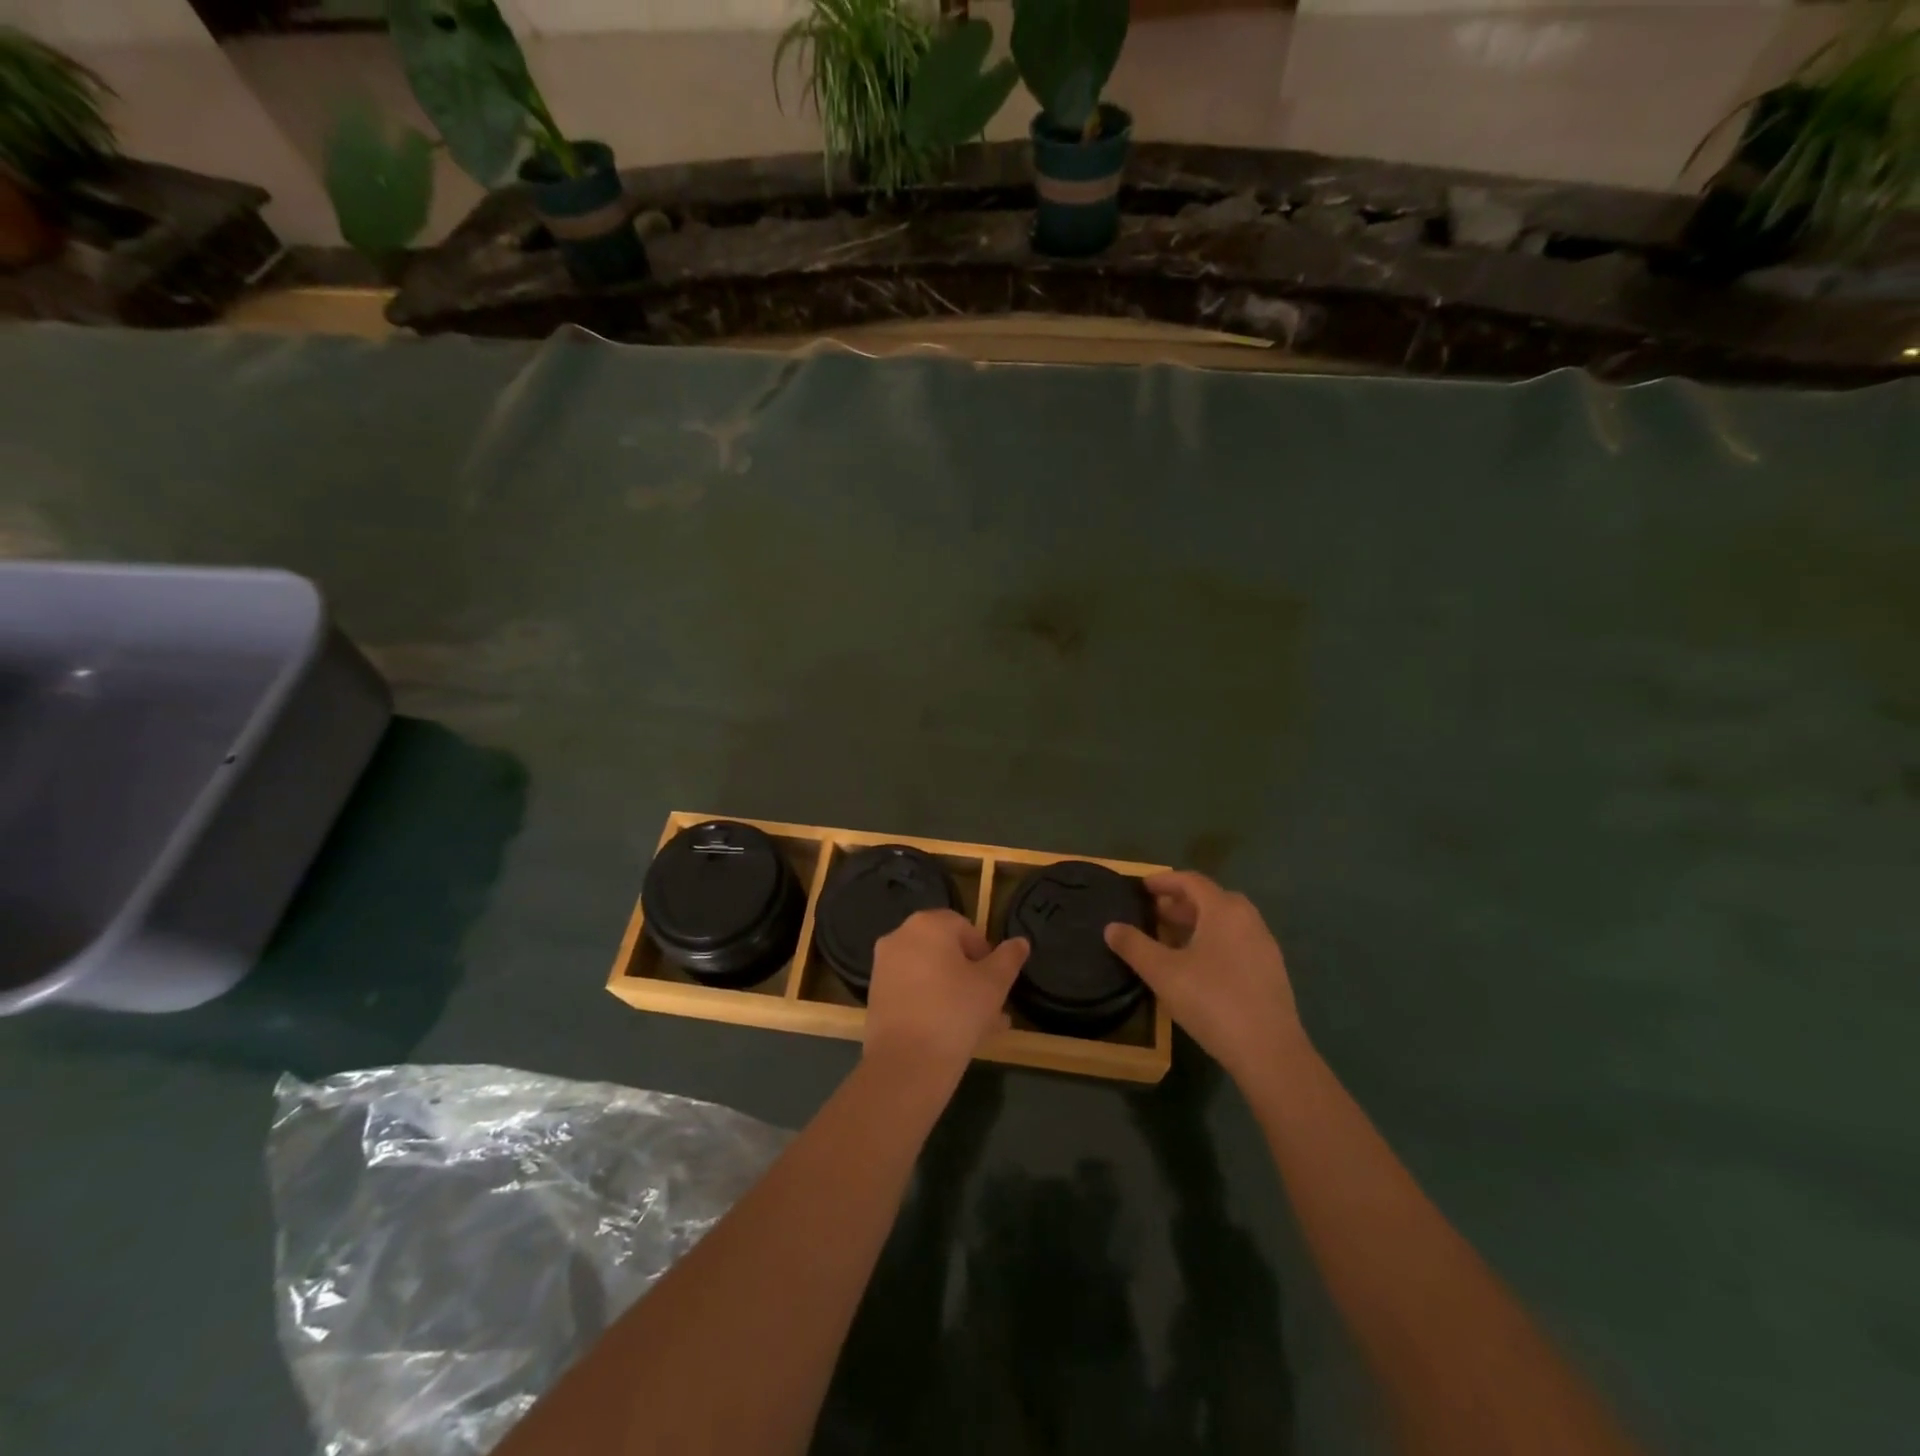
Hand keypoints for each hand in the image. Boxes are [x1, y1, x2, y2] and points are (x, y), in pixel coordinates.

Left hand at [864, 910, 1028, 1089]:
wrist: (906, 1063)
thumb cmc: (956, 1013)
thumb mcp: (993, 985)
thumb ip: (1008, 958)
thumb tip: (1020, 942)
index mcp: (928, 925)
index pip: (965, 928)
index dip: (985, 953)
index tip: (996, 982)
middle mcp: (901, 937)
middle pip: (945, 951)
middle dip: (970, 975)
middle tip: (990, 1005)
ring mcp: (884, 966)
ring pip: (930, 973)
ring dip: (954, 992)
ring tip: (979, 1025)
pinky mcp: (876, 995)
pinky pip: (913, 991)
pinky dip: (932, 1003)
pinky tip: (953, 1032)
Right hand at [1104, 871, 1305, 1086]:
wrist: (1269, 1051)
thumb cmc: (1212, 1001)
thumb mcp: (1163, 973)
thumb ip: (1135, 946)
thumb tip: (1111, 927)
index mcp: (1224, 910)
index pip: (1191, 881)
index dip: (1164, 881)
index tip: (1143, 887)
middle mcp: (1248, 919)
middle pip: (1210, 899)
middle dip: (1180, 903)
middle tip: (1154, 913)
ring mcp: (1264, 946)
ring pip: (1225, 922)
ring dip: (1197, 923)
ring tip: (1171, 939)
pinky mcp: (1271, 971)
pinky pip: (1236, 942)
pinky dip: (1213, 941)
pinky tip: (1198, 966)